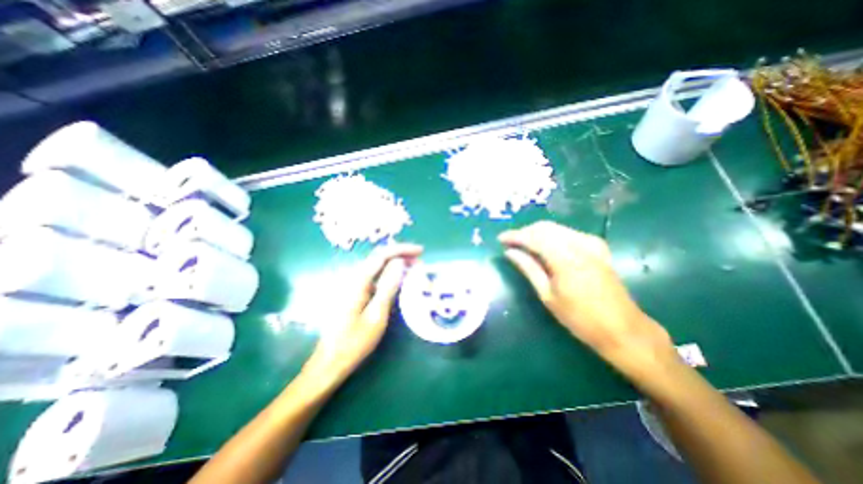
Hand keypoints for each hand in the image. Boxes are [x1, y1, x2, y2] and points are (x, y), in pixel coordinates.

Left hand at [302, 242, 424, 384]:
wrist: (330, 362)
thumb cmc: (355, 342)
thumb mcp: (377, 315)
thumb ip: (388, 287)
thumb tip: (399, 262)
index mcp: (358, 281)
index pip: (382, 255)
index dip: (402, 249)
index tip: (420, 251)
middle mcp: (353, 278)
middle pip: (379, 257)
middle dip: (400, 254)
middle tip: (420, 260)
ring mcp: (352, 285)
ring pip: (377, 266)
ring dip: (396, 263)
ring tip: (414, 268)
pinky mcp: (354, 293)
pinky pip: (374, 276)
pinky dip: (389, 274)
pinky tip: (399, 279)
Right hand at [500, 223, 673, 378]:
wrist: (622, 328)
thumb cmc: (580, 318)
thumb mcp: (547, 295)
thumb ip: (528, 268)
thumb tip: (509, 252)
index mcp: (566, 258)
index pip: (534, 237)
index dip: (515, 236)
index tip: (500, 239)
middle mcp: (580, 244)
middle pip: (544, 227)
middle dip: (524, 232)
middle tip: (510, 243)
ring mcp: (592, 243)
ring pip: (556, 228)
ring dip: (536, 233)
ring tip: (523, 245)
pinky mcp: (598, 246)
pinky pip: (567, 233)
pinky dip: (552, 236)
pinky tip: (544, 247)